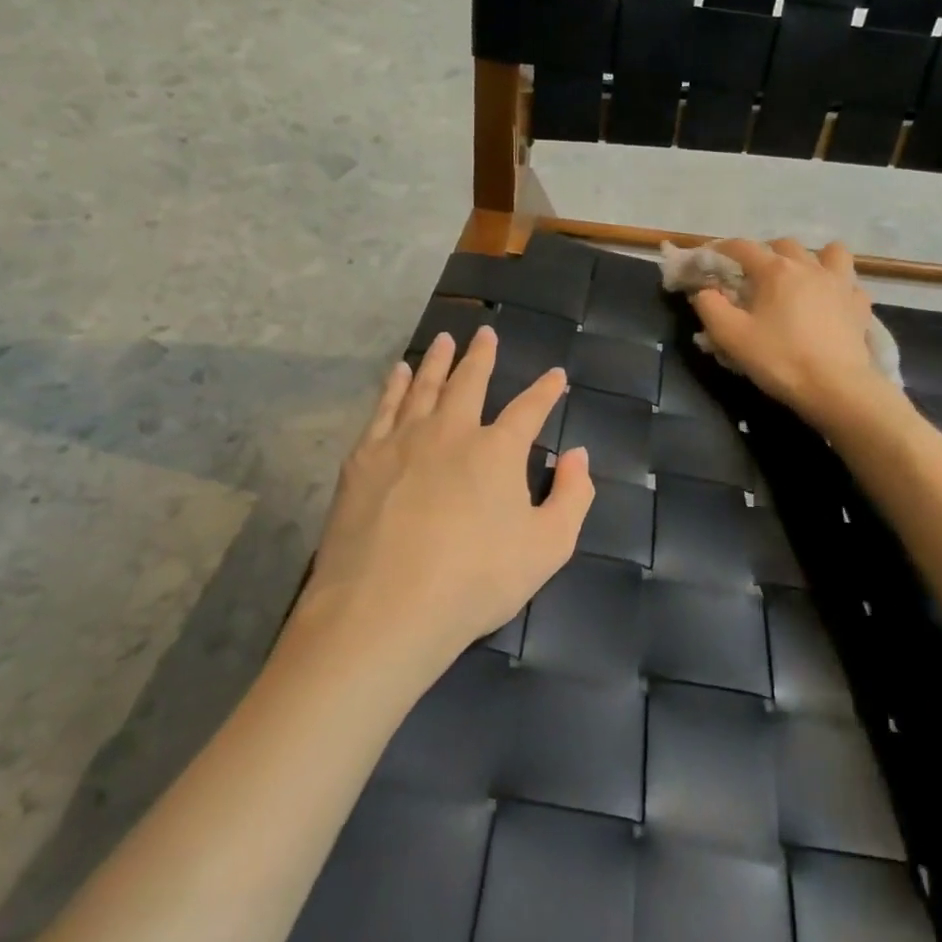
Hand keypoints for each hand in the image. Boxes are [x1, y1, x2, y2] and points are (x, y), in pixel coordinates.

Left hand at [296, 327, 593, 673]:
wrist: (384, 609)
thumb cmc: (476, 581)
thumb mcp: (549, 547)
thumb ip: (572, 496)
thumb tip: (578, 455)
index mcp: (498, 450)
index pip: (529, 409)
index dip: (546, 390)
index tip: (556, 375)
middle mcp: (451, 431)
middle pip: (469, 382)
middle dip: (481, 356)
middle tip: (485, 333)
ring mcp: (403, 441)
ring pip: (425, 387)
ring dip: (438, 361)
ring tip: (443, 339)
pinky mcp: (364, 460)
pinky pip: (383, 409)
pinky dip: (395, 386)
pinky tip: (400, 374)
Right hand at [691, 238, 888, 427]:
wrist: (835, 386)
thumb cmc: (779, 359)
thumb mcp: (731, 336)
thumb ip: (710, 308)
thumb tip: (703, 291)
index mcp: (775, 271)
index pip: (743, 248)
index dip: (723, 249)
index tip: (711, 258)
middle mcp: (809, 267)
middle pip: (784, 245)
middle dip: (766, 253)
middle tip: (754, 276)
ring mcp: (840, 283)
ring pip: (828, 252)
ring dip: (812, 258)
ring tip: (802, 277)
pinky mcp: (859, 305)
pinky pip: (850, 283)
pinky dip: (838, 286)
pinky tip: (831, 301)